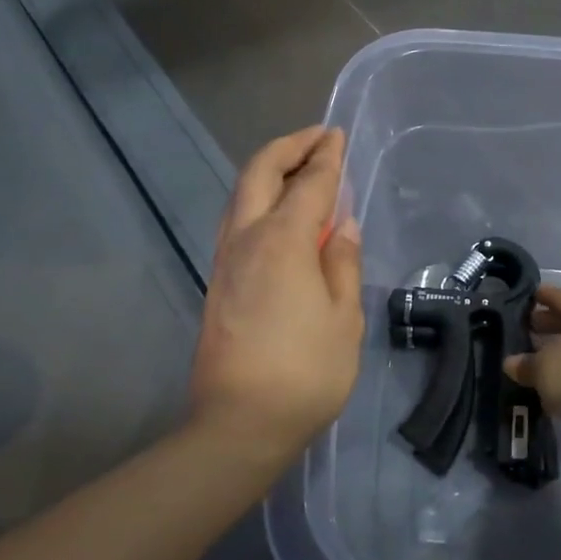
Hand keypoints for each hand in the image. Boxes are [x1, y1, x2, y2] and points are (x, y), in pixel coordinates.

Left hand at [190, 127, 363, 460]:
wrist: (239, 423)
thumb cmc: (305, 372)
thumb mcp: (343, 317)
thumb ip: (343, 263)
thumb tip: (343, 225)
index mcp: (282, 241)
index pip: (309, 184)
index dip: (327, 157)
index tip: (338, 136)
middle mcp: (246, 238)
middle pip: (260, 173)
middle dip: (288, 147)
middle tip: (317, 138)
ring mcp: (225, 259)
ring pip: (241, 194)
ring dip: (269, 170)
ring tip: (299, 168)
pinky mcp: (218, 281)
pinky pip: (238, 220)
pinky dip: (260, 199)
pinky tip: (280, 213)